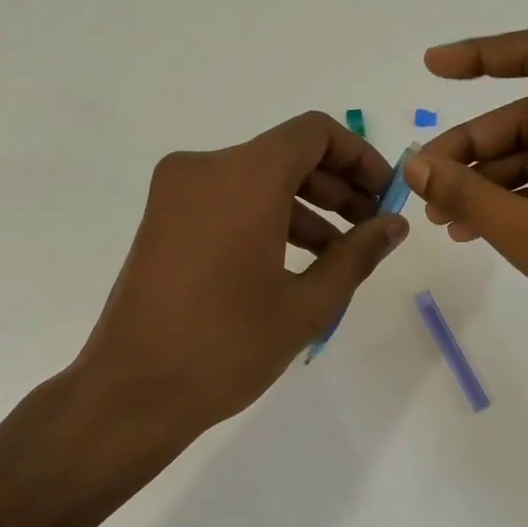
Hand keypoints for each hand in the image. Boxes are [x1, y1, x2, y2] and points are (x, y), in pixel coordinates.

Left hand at [71, 111, 407, 442]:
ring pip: (256, 178)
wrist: (133, 392)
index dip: (359, 157)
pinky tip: (294, 261)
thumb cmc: (227, 347)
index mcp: (243, 178)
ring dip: (304, 206)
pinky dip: (266, 217)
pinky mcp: (163, 219)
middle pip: (286, 154)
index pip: (314, 134)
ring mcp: (176, 193)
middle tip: (370, 227)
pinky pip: (228, 200)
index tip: (385, 196)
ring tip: (339, 253)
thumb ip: (357, 254)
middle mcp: (204, 169)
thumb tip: (394, 225)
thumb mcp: (307, 304)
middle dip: (336, 186)